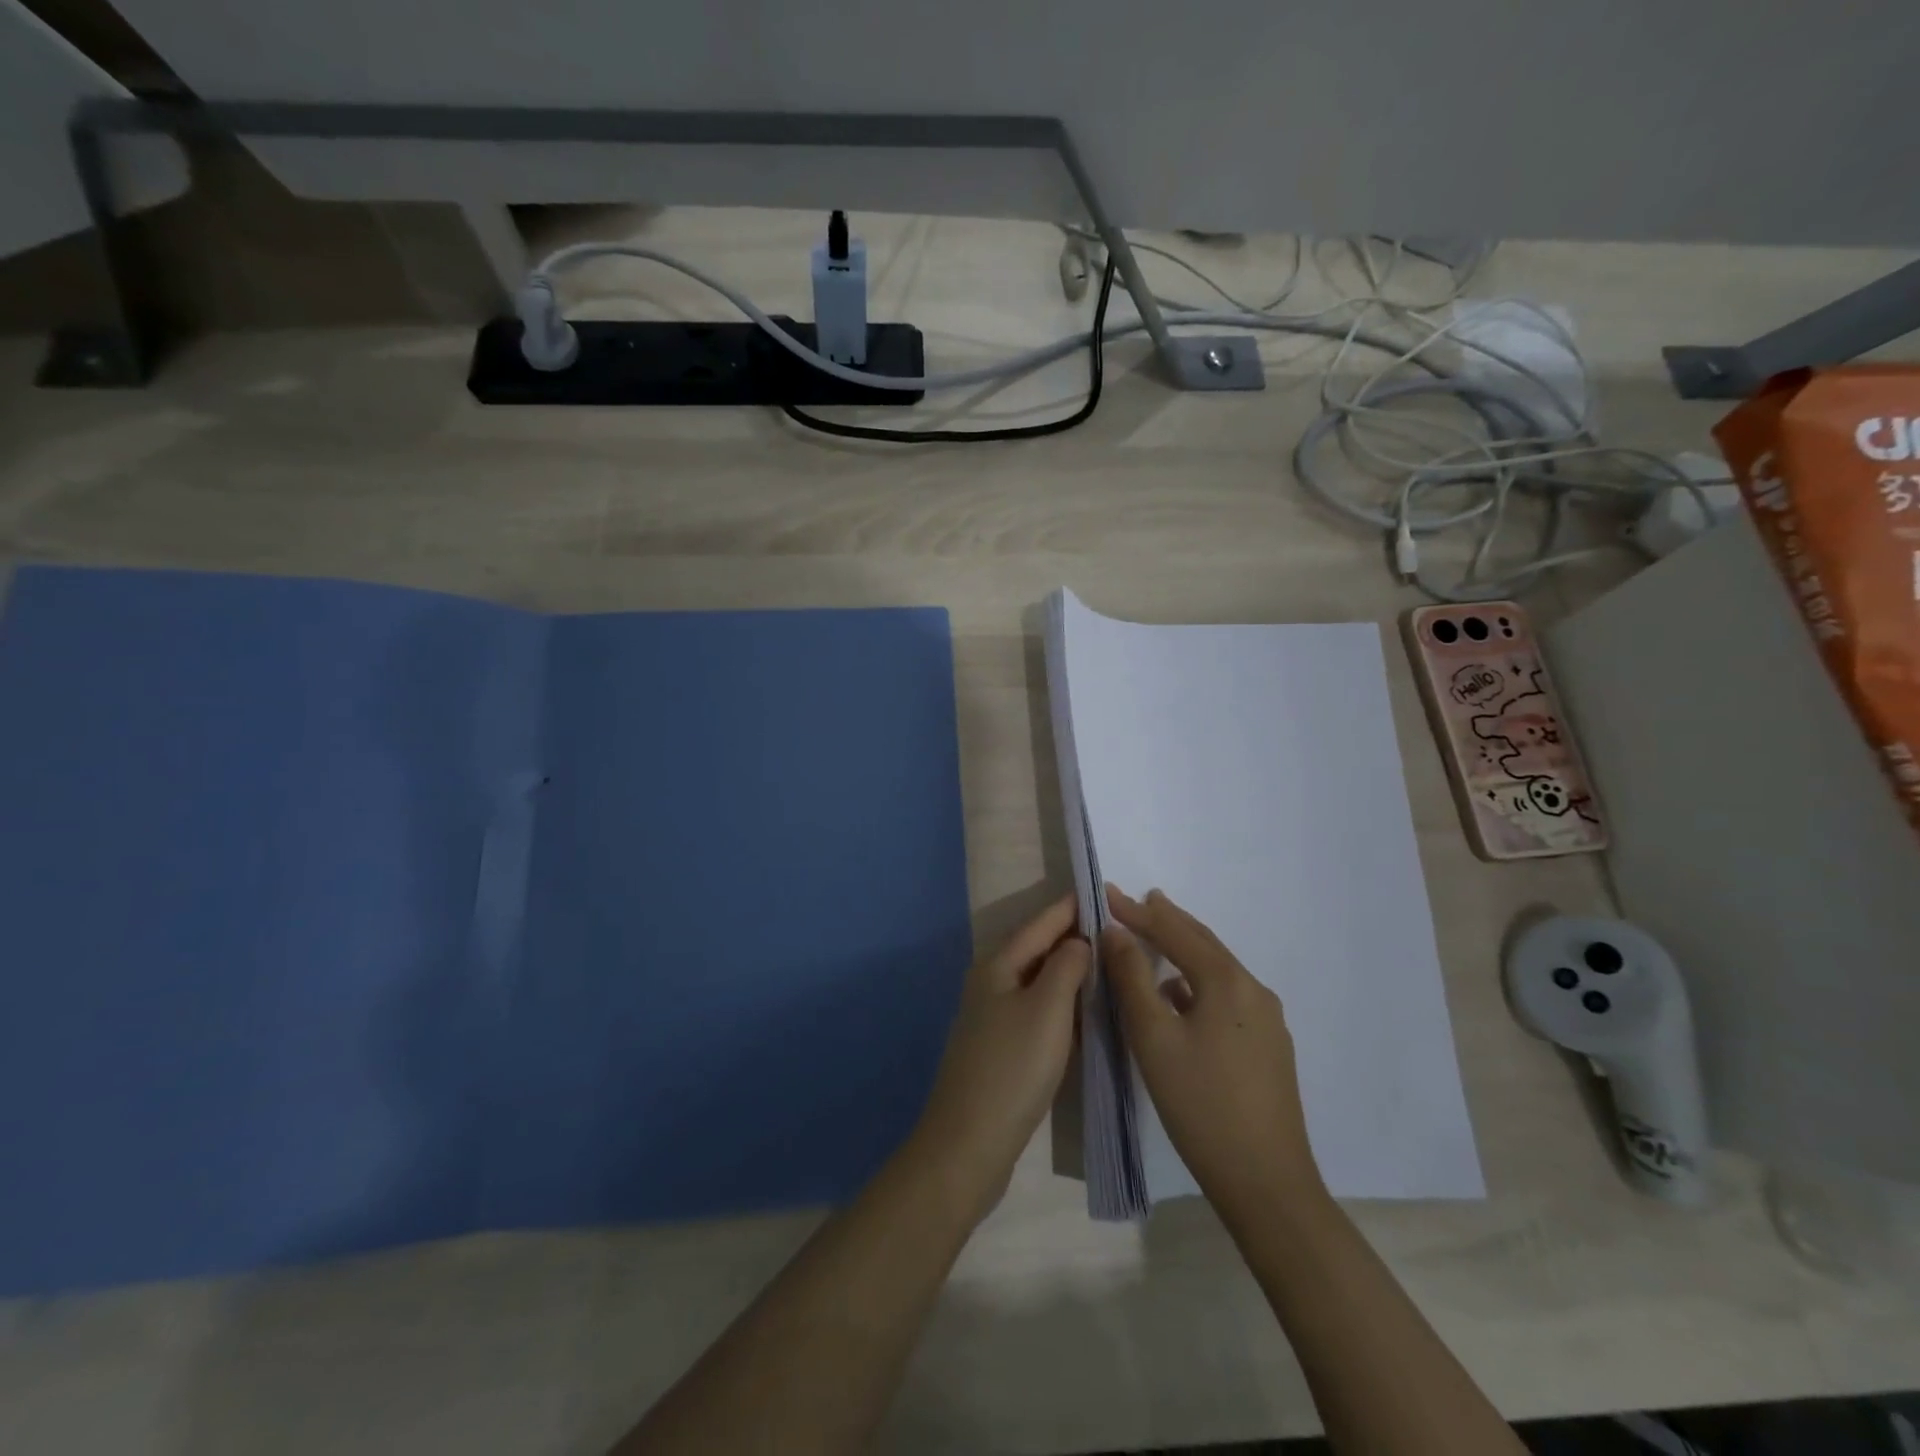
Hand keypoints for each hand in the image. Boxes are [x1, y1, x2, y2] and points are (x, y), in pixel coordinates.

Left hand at [908, 895, 1088, 1223]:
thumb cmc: (1013, 1067)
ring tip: (1105, 962)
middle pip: (1035, 949)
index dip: (1069, 908)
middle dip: (1070, 936)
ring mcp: (991, 1017)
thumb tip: (1077, 941)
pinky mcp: (999, 1048)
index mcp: (997, 966)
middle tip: (1113, 927)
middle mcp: (990, 983)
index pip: (1040, 924)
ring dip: (1067, 970)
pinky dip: (1060, 1001)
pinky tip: (1082, 1010)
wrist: (969, 1142)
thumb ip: (1065, 966)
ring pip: (1036, 980)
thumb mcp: (1048, 1010)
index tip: (1101, 891)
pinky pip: (1035, 1009)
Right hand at [1101, 885, 1322, 1227]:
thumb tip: (1116, 932)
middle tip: (1138, 901)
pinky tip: (1181, 995)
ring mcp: (1267, 1020)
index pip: (1175, 932)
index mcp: (1227, 982)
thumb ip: (1132, 978)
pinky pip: (1227, 995)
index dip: (1138, 912)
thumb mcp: (1153, 1037)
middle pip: (1203, 943)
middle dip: (1168, 920)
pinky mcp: (1269, 1046)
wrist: (1267, 1183)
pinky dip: (1198, 980)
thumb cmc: (1201, 1105)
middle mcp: (1254, 990)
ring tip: (1156, 938)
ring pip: (1217, 969)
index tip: (1107, 893)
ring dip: (1184, 949)